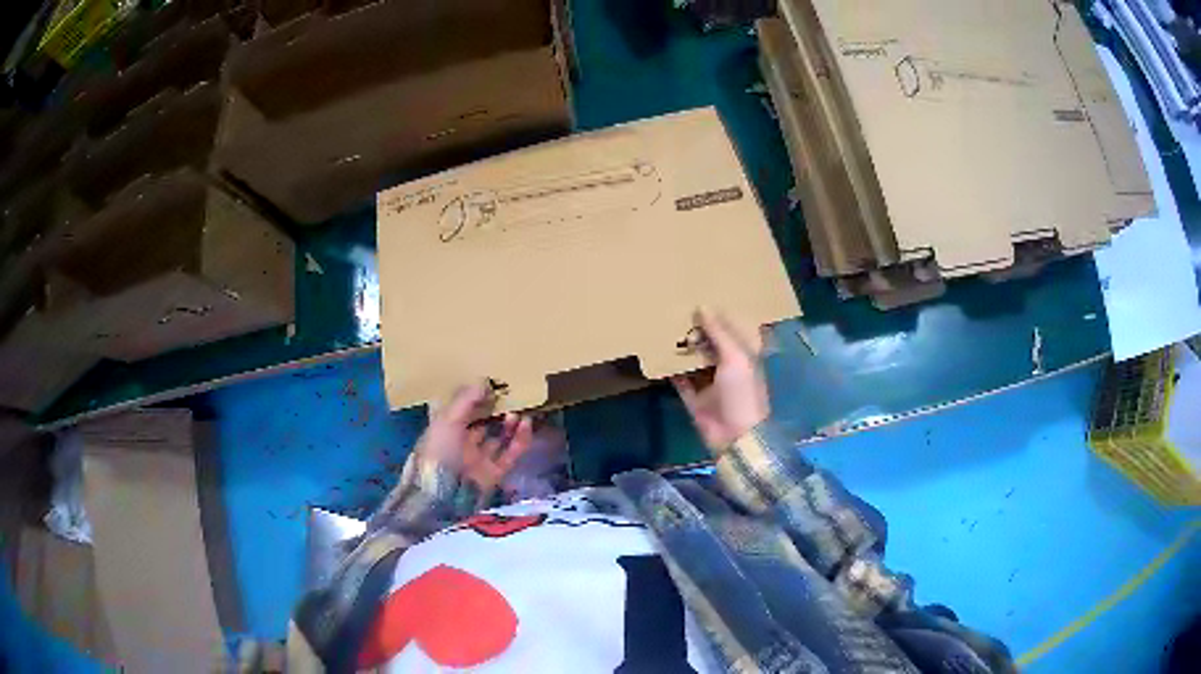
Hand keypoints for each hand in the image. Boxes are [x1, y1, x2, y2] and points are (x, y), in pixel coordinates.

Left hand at [417, 382, 534, 501]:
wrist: (444, 493)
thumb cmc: (439, 451)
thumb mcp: (447, 420)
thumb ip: (466, 400)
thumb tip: (484, 381)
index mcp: (445, 431)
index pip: (462, 411)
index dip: (476, 399)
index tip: (492, 386)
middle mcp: (462, 445)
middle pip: (482, 424)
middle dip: (496, 411)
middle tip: (510, 397)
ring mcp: (479, 460)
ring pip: (499, 439)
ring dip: (510, 424)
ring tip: (519, 411)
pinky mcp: (495, 473)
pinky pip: (510, 454)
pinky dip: (520, 439)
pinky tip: (526, 424)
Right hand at [672, 309, 769, 450]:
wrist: (735, 435)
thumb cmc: (743, 393)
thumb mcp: (736, 357)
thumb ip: (719, 333)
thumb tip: (702, 306)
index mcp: (744, 355)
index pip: (732, 329)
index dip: (719, 315)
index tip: (700, 296)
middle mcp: (727, 366)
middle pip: (711, 343)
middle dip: (697, 330)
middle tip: (676, 309)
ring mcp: (709, 383)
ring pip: (694, 360)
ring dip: (682, 348)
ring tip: (664, 327)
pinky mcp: (693, 398)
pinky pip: (679, 380)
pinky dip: (670, 370)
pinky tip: (657, 355)